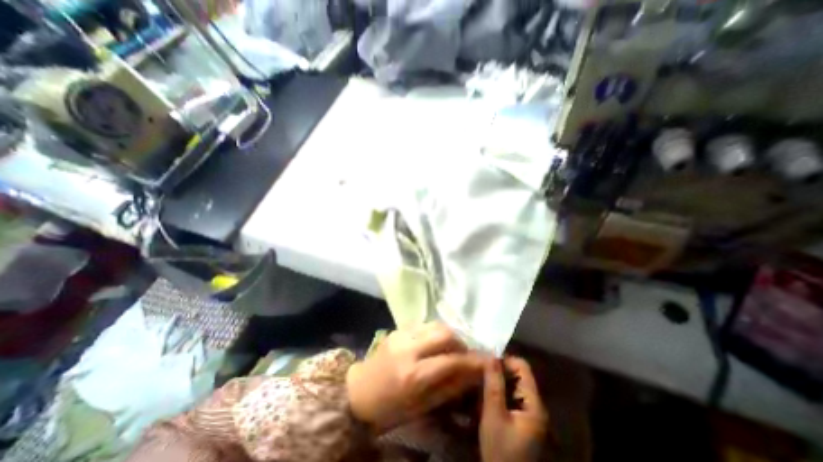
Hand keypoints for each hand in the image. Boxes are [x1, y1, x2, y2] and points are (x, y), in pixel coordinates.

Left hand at [344, 322, 483, 430]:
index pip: (451, 361)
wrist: (359, 392)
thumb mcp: (421, 406)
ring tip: (451, 348)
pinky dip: (435, 332)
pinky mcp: (397, 329)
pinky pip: (423, 324)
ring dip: (449, 335)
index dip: (472, 361)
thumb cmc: (390, 408)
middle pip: (444, 333)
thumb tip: (472, 375)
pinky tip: (434, 343)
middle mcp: (408, 348)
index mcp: (413, 374)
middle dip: (461, 342)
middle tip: (465, 354)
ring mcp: (401, 335)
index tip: (487, 361)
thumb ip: (449, 388)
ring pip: (435, 324)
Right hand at [480, 358, 547, 461]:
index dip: (504, 361)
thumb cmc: (501, 452)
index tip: (485, 363)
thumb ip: (493, 384)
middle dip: (499, 370)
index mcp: (534, 404)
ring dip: (497, 380)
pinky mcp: (521, 420)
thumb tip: (491, 356)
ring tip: (479, 381)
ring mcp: (529, 413)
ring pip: (513, 384)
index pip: (522, 367)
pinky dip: (498, 392)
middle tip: (479, 372)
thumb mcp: (494, 415)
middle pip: (518, 375)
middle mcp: (535, 405)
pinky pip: (510, 396)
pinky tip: (484, 395)